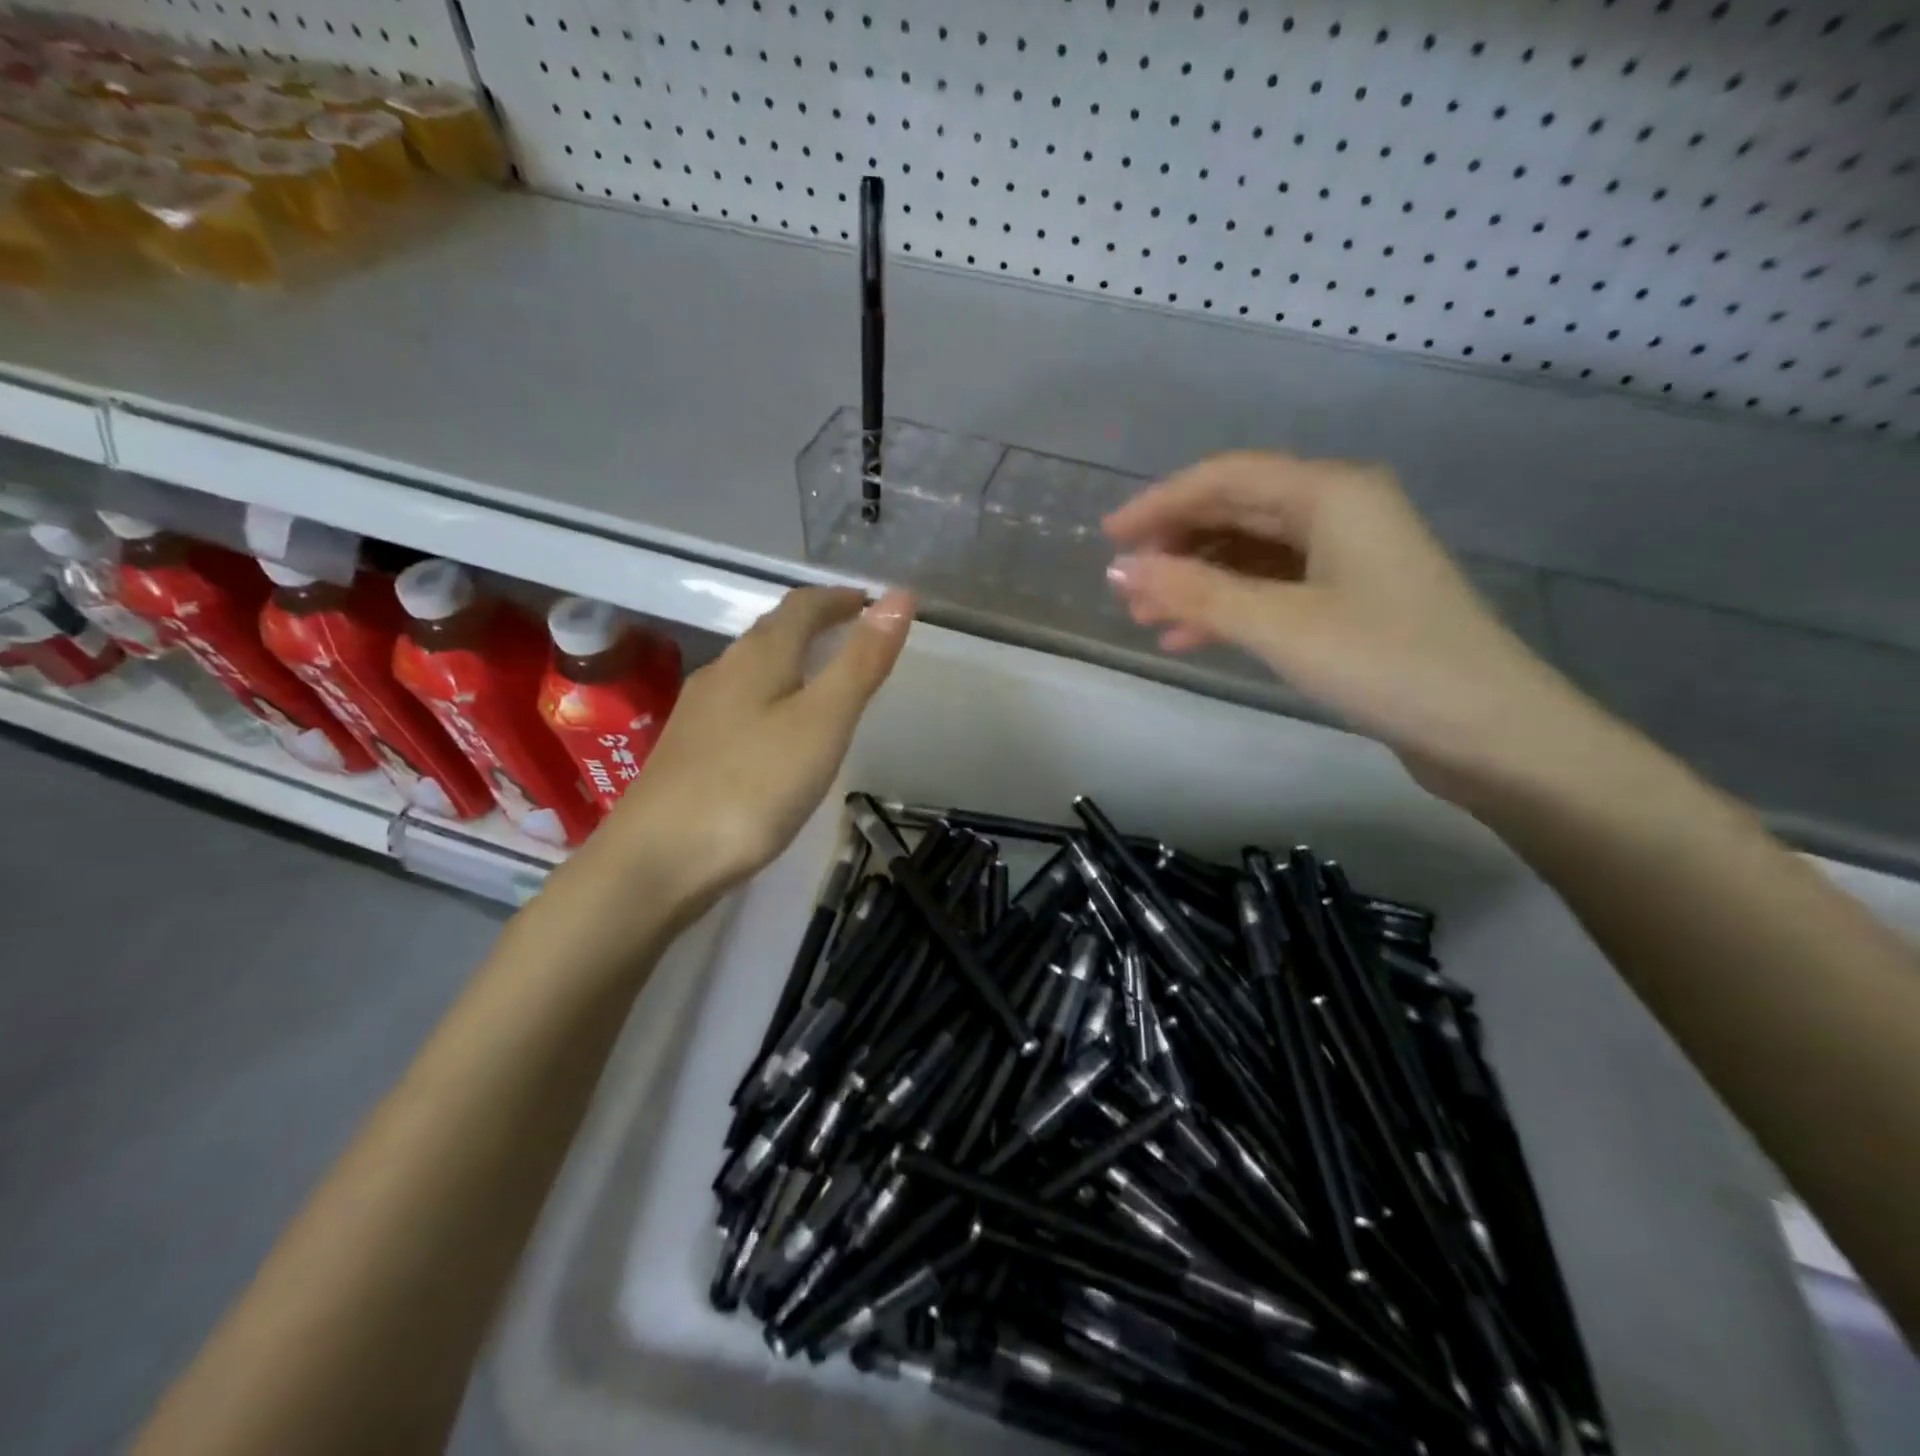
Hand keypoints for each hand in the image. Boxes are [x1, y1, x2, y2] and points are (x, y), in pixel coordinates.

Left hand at [571, 586, 914, 919]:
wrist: (658, 861)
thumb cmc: (753, 787)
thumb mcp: (823, 723)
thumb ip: (860, 662)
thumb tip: (899, 596)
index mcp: (758, 657)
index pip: (802, 607)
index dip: (838, 599)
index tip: (870, 603)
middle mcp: (723, 673)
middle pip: (773, 633)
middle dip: (815, 626)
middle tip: (853, 637)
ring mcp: (699, 712)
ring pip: (752, 669)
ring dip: (790, 661)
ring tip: (822, 680)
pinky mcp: (688, 750)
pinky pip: (738, 704)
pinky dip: (770, 697)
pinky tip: (775, 732)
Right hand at [1103, 452, 1590, 797]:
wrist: (1490, 732)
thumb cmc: (1385, 663)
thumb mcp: (1279, 625)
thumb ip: (1195, 593)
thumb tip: (1120, 570)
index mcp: (1331, 493)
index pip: (1225, 478)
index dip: (1160, 503)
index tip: (1108, 539)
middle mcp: (1341, 511)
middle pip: (1238, 512)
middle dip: (1176, 546)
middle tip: (1125, 585)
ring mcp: (1348, 558)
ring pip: (1252, 554)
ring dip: (1197, 582)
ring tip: (1148, 618)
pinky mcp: (1350, 600)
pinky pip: (1272, 589)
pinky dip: (1229, 608)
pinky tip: (1192, 638)